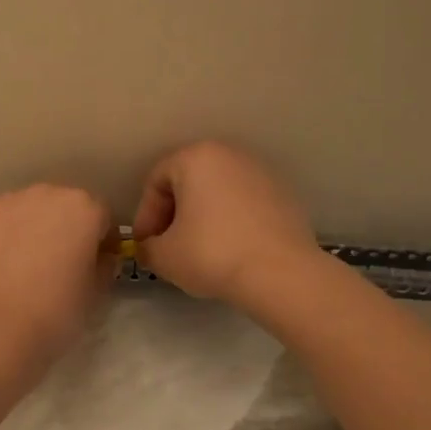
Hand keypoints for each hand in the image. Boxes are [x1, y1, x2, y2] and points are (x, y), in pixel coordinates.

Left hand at [0, 183, 117, 365]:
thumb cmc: (56, 312)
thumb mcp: (96, 292)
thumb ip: (104, 264)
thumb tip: (99, 256)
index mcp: (83, 208)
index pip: (101, 216)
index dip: (100, 240)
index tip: (95, 262)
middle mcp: (45, 193)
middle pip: (61, 205)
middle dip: (63, 227)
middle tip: (57, 263)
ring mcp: (6, 201)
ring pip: (26, 210)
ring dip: (29, 228)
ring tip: (21, 265)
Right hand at [131, 142, 323, 306]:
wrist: (282, 275)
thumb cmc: (212, 254)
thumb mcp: (163, 256)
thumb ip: (146, 247)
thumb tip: (149, 248)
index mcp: (196, 157)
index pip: (156, 181)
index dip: (145, 215)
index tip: (146, 245)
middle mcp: (230, 155)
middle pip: (188, 182)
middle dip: (174, 214)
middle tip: (169, 246)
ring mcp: (262, 173)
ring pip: (218, 193)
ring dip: (202, 217)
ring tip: (199, 250)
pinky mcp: (285, 195)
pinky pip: (244, 205)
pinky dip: (231, 222)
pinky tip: (230, 251)